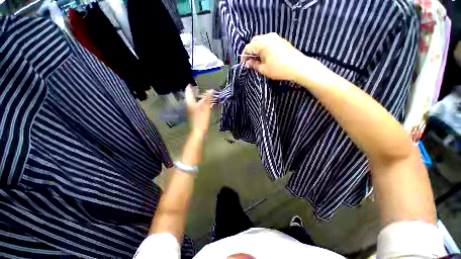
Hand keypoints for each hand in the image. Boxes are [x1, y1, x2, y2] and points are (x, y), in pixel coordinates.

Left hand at [185, 85, 212, 137]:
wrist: (198, 132)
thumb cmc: (201, 120)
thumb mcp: (206, 109)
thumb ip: (208, 99)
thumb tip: (211, 90)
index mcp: (190, 102)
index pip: (188, 91)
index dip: (191, 86)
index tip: (195, 83)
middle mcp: (188, 105)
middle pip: (191, 96)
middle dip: (197, 92)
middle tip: (203, 90)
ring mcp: (190, 110)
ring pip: (194, 101)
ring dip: (200, 98)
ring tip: (207, 97)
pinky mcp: (193, 114)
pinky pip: (196, 106)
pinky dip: (200, 104)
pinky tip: (206, 105)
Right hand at [241, 33, 315, 81]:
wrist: (297, 66)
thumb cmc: (279, 69)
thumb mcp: (264, 69)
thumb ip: (254, 65)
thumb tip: (247, 63)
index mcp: (263, 43)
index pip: (248, 47)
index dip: (244, 56)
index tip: (243, 64)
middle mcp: (268, 37)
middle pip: (254, 41)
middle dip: (250, 51)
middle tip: (249, 61)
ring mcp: (275, 37)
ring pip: (261, 40)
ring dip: (256, 49)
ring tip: (256, 60)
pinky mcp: (280, 40)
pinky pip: (268, 41)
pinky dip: (263, 47)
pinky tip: (264, 56)